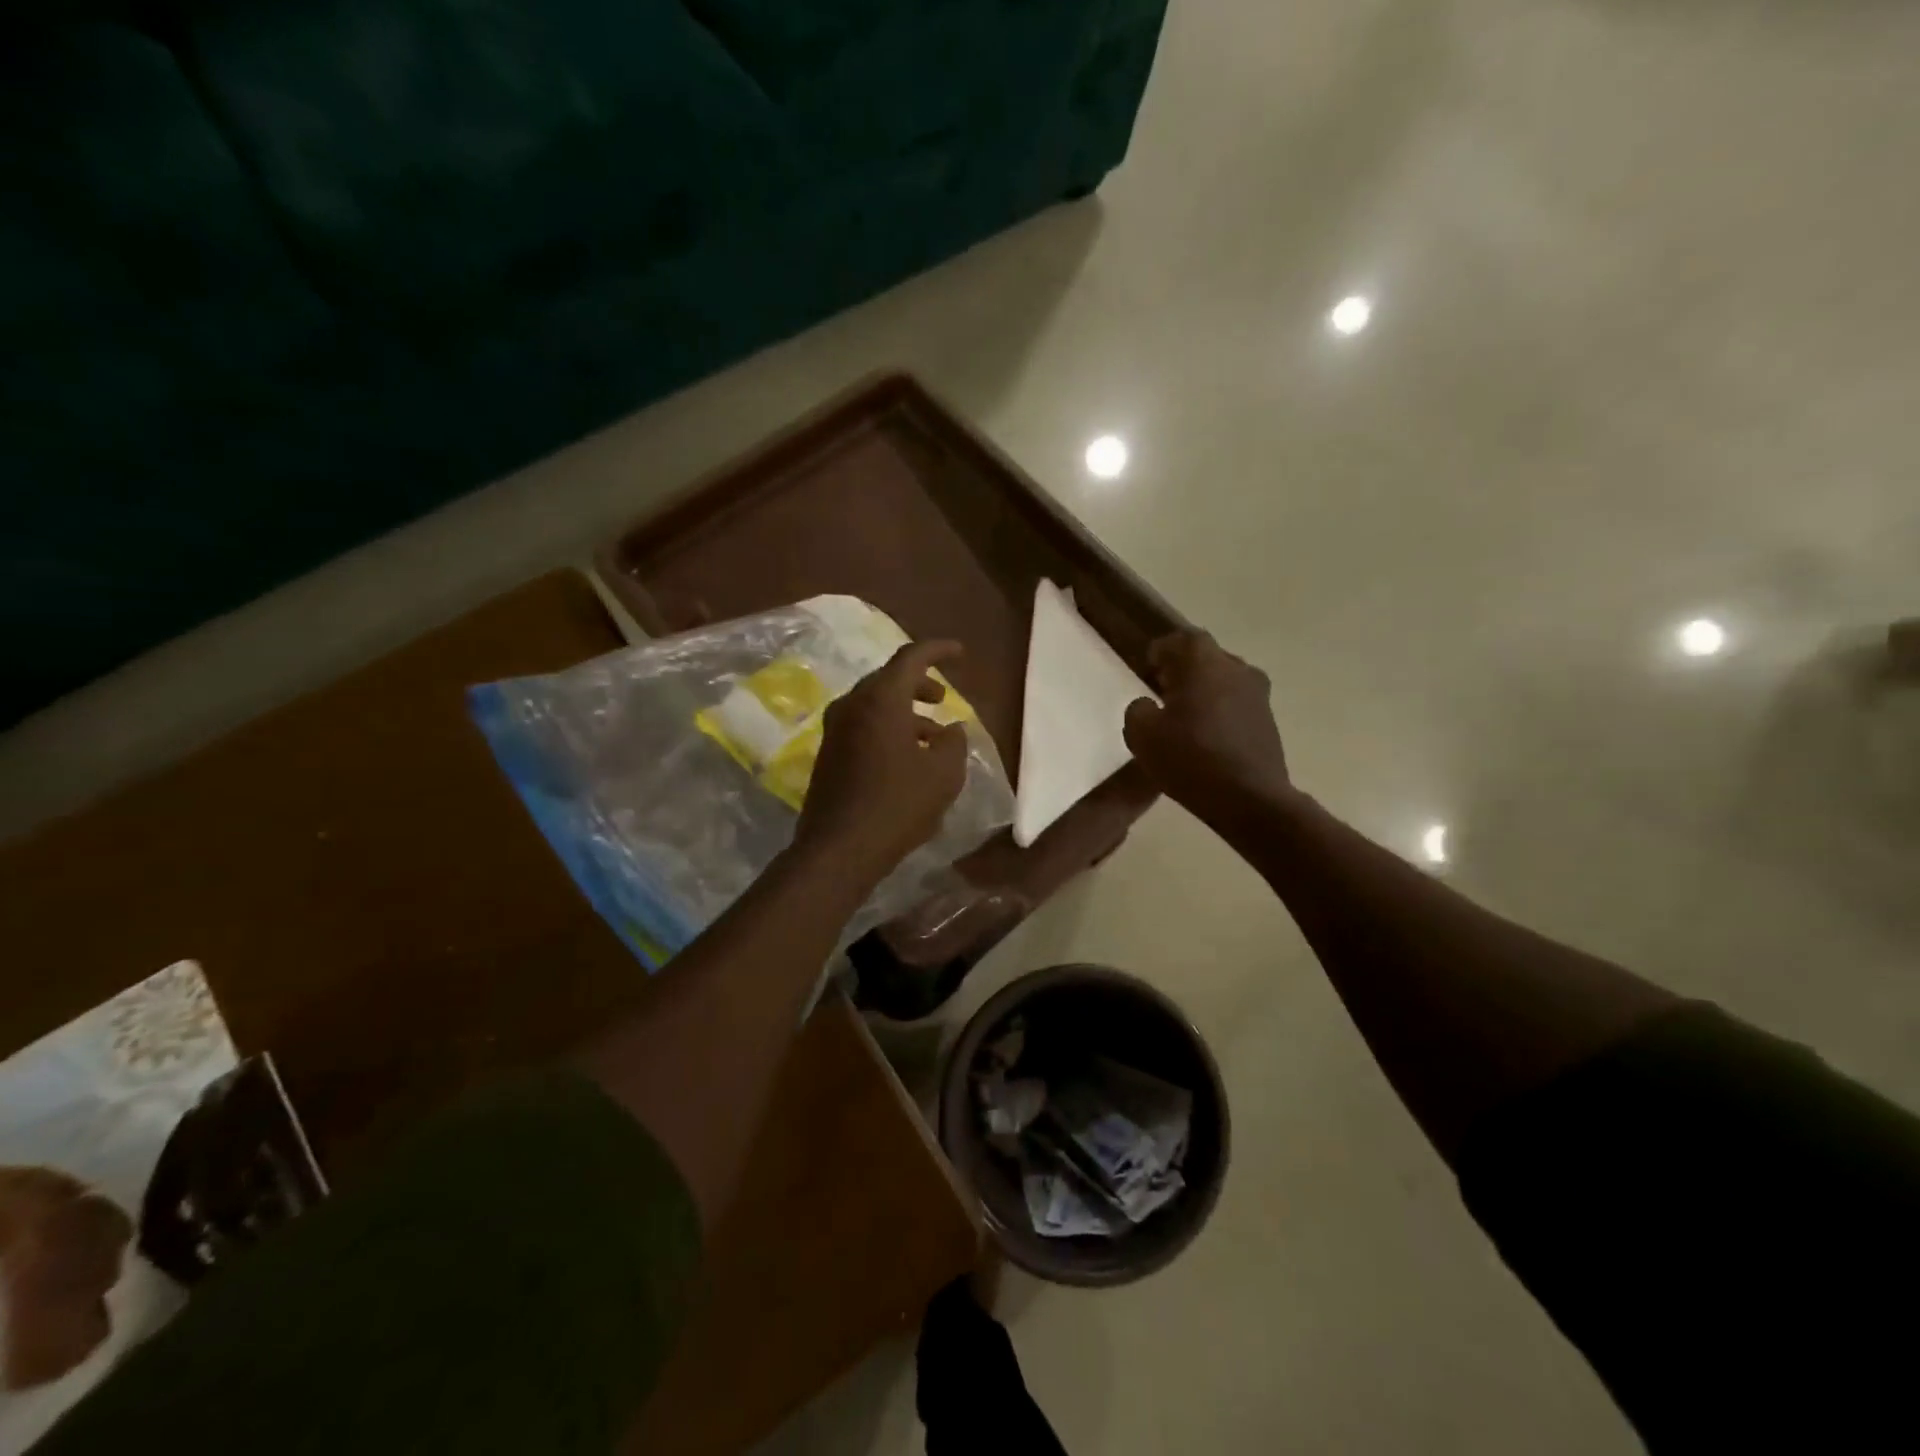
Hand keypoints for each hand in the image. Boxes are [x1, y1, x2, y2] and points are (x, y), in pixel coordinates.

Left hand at [793, 640, 969, 884]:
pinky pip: (863, 727)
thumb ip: (954, 743)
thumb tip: (952, 729)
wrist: (839, 848)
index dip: (938, 650)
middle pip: (888, 680)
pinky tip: (908, 758)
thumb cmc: (897, 805)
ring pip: (875, 705)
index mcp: (881, 699)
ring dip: (905, 712)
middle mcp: (852, 706)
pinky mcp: (829, 754)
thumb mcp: (943, 774)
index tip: (960, 652)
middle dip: (919, 684)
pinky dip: (888, 729)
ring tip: (934, 736)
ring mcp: (835, 730)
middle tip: (942, 698)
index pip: (911, 657)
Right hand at [1123, 631, 1291, 815]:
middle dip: (1182, 671)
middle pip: (1204, 658)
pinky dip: (1220, 713)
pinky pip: (1236, 705)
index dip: (1161, 652)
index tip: (1148, 670)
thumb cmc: (1190, 758)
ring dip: (1203, 692)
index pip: (1180, 639)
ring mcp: (1258, 694)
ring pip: (1223, 681)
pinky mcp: (1268, 720)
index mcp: (1203, 662)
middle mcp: (1236, 668)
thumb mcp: (1141, 735)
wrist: (1250, 799)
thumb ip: (1138, 711)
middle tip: (1162, 694)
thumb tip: (1148, 705)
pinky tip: (1206, 739)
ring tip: (1184, 719)